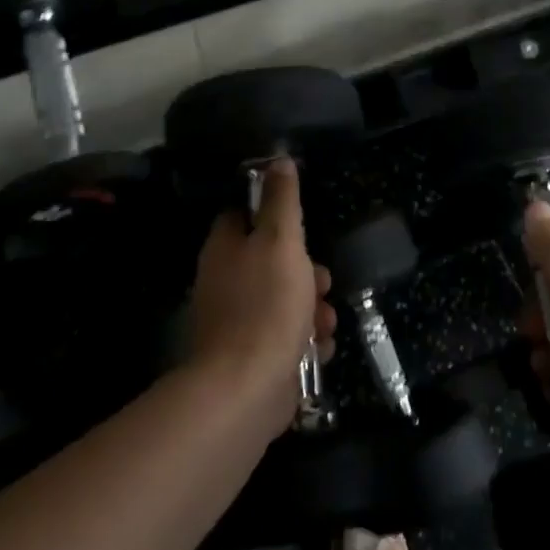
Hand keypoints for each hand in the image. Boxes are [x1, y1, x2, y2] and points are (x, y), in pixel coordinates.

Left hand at [186, 156, 336, 442]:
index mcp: (225, 248)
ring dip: (312, 310)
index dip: (275, 216)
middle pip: (271, 261)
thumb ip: (282, 200)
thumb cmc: (266, 304)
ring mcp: (237, 323)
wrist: (245, 390)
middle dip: (306, 272)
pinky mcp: (252, 358)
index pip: (244, 215)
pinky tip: (318, 350)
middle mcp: (225, 282)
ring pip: (284, 301)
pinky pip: (285, 339)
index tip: (302, 225)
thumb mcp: (281, 240)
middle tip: (322, 282)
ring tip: (325, 323)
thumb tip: (278, 159)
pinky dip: (305, 343)